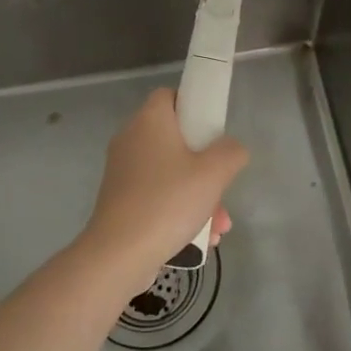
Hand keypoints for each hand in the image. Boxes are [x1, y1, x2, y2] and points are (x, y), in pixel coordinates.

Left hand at [80, 88, 244, 294]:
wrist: (119, 254)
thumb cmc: (168, 201)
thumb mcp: (213, 173)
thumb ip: (230, 152)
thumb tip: (231, 148)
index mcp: (150, 121)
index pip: (170, 95)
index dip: (194, 106)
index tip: (213, 131)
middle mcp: (131, 139)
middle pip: (175, 139)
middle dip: (205, 166)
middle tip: (222, 187)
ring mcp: (123, 171)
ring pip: (170, 172)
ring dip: (197, 195)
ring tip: (218, 225)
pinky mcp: (119, 200)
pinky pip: (156, 195)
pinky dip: (178, 210)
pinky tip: (199, 238)